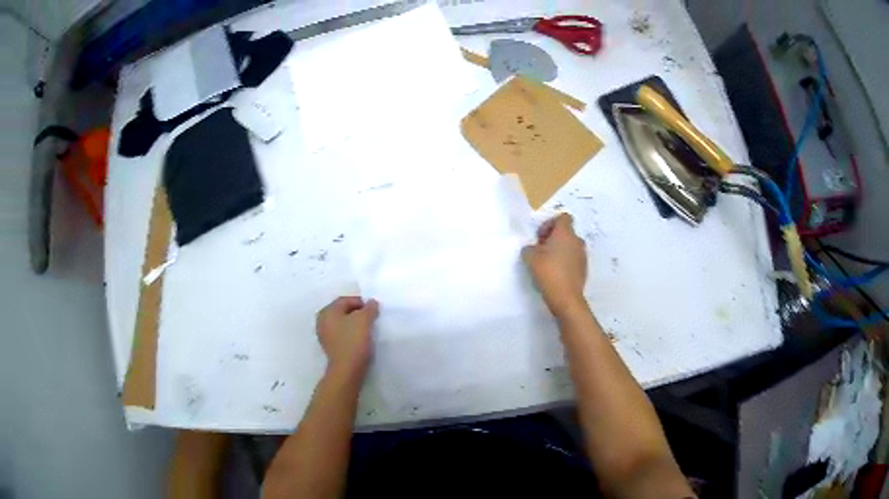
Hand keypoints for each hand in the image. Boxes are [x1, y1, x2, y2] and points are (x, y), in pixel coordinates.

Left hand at [316, 297, 378, 379]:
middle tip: (371, 318)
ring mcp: (324, 334)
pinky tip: (360, 339)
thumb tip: (372, 303)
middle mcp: (322, 320)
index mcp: (327, 311)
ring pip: (342, 323)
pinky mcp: (330, 346)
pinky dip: (350, 333)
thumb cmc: (353, 341)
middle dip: (357, 313)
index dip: (361, 302)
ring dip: (354, 323)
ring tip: (367, 329)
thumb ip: (369, 308)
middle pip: (343, 311)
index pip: (345, 300)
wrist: (347, 370)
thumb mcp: (364, 320)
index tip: (373, 310)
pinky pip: (341, 334)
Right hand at [522, 213, 587, 315]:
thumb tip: (533, 249)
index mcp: (565, 233)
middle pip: (566, 233)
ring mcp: (582, 256)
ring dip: (559, 251)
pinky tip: (555, 275)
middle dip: (553, 239)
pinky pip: (573, 260)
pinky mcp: (583, 269)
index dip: (550, 223)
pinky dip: (565, 263)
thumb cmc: (548, 271)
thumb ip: (529, 248)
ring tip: (547, 264)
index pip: (563, 217)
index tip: (540, 237)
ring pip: (570, 247)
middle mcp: (577, 241)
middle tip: (541, 251)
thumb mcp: (530, 257)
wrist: (566, 297)